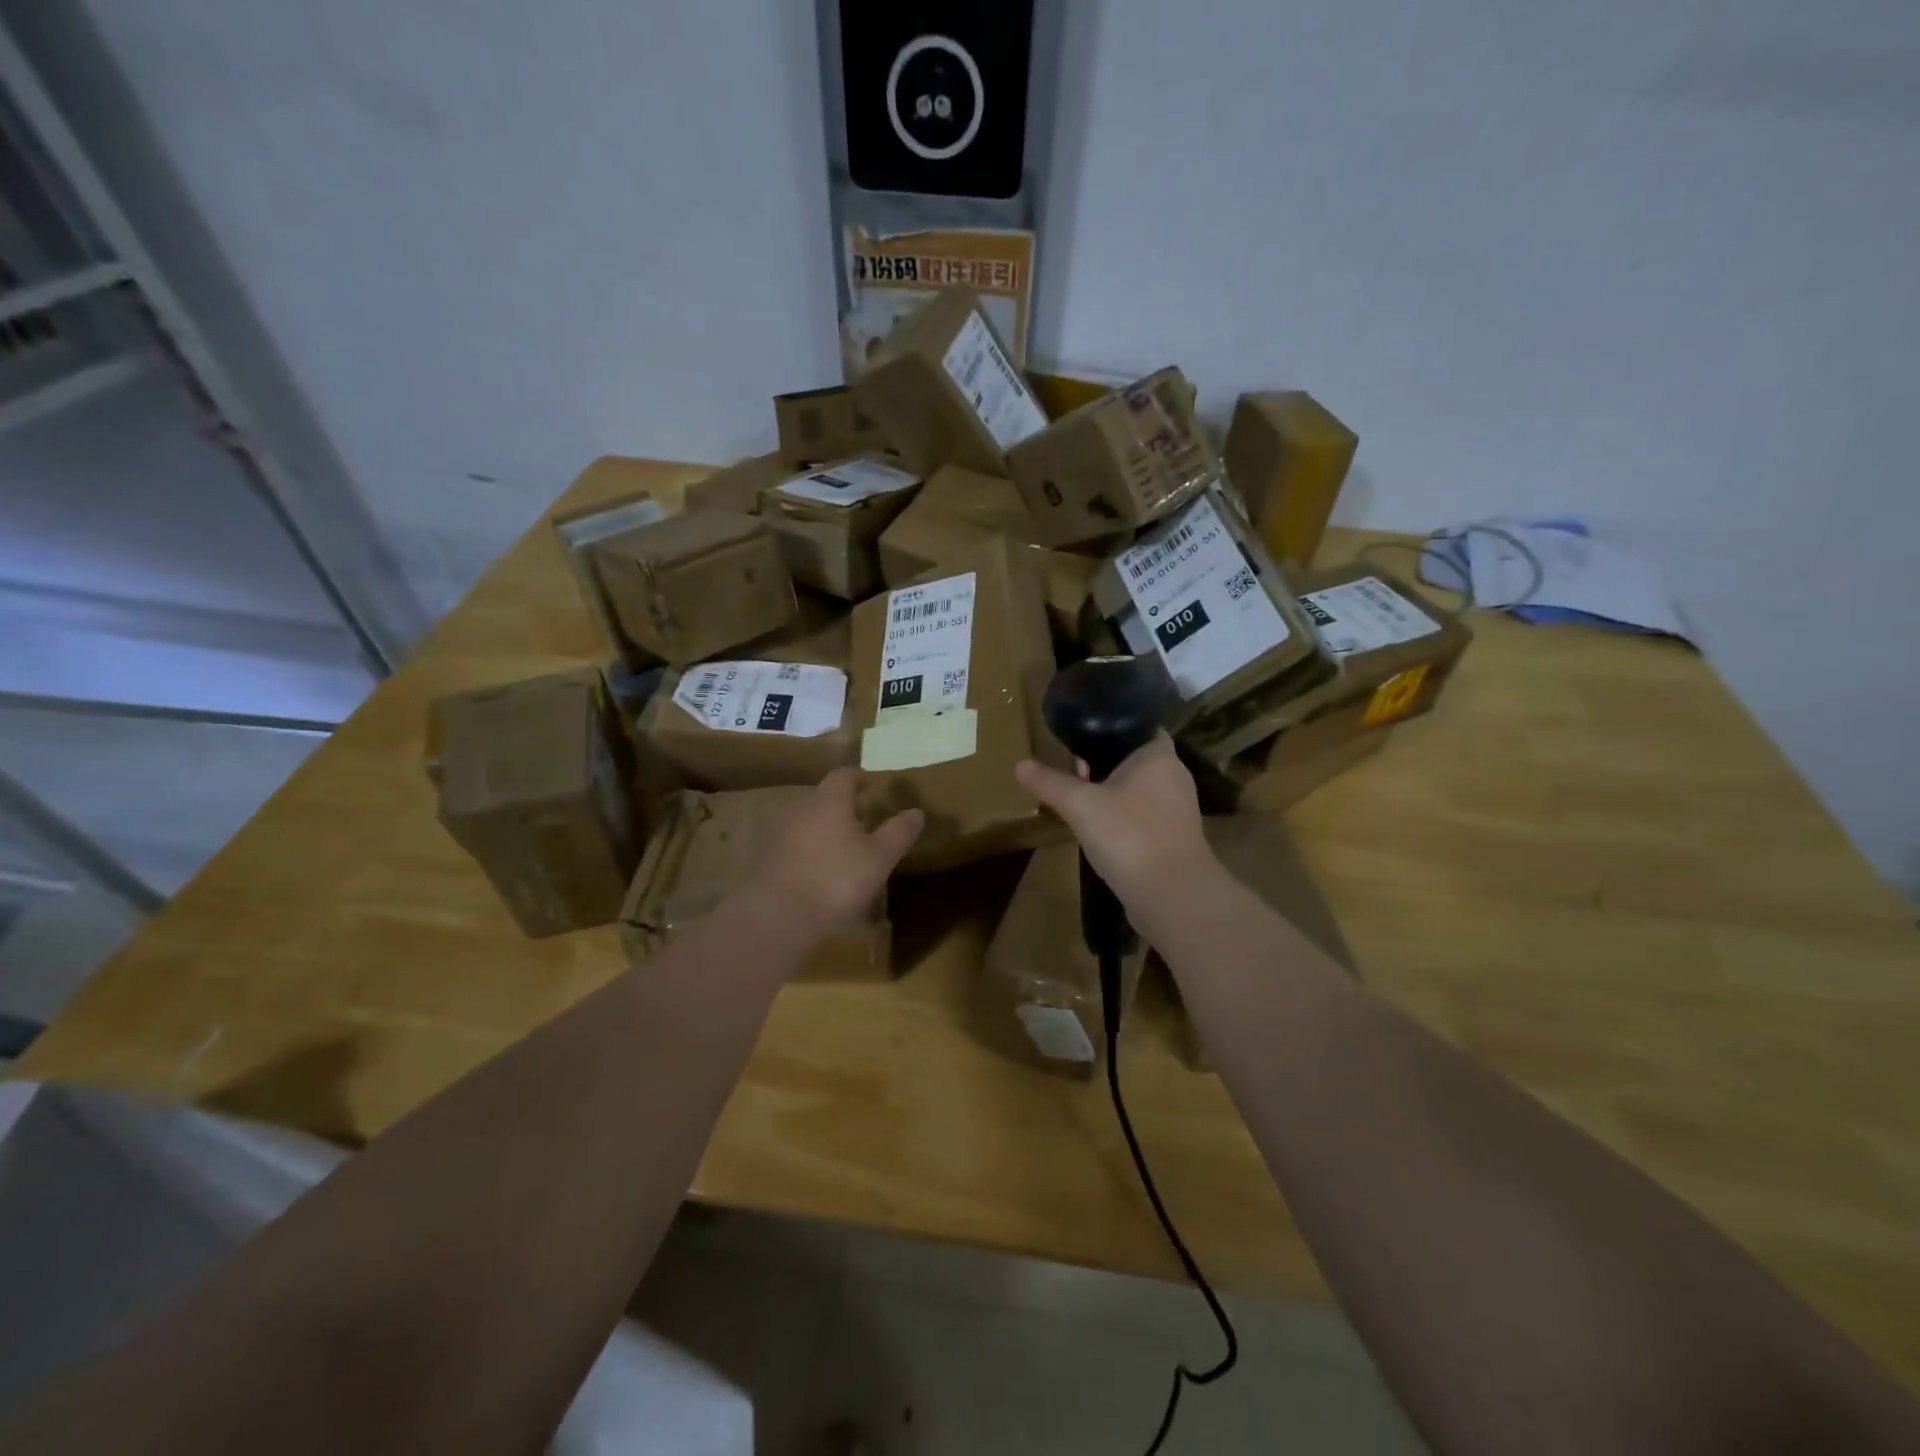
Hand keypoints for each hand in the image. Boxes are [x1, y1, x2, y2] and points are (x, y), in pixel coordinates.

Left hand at [750, 768, 923, 940]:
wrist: (777, 918)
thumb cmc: (835, 881)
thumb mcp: (879, 859)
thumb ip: (898, 832)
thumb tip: (917, 811)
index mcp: (829, 801)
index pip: (844, 775)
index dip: (859, 777)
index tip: (873, 786)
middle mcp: (800, 808)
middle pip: (823, 797)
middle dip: (843, 805)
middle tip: (864, 821)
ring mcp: (778, 833)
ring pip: (807, 822)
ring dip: (824, 830)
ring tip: (844, 849)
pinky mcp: (765, 859)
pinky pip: (793, 846)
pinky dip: (808, 851)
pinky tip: (819, 873)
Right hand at [1014, 733, 1210, 908]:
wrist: (1172, 896)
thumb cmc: (1129, 835)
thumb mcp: (1080, 805)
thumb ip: (1050, 782)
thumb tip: (1019, 764)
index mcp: (1158, 755)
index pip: (1137, 725)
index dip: (1108, 727)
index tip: (1079, 734)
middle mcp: (1174, 776)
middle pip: (1133, 758)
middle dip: (1102, 762)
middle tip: (1070, 768)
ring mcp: (1177, 809)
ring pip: (1138, 789)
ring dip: (1110, 792)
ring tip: (1078, 798)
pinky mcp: (1173, 838)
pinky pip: (1142, 815)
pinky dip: (1121, 817)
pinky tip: (1098, 829)